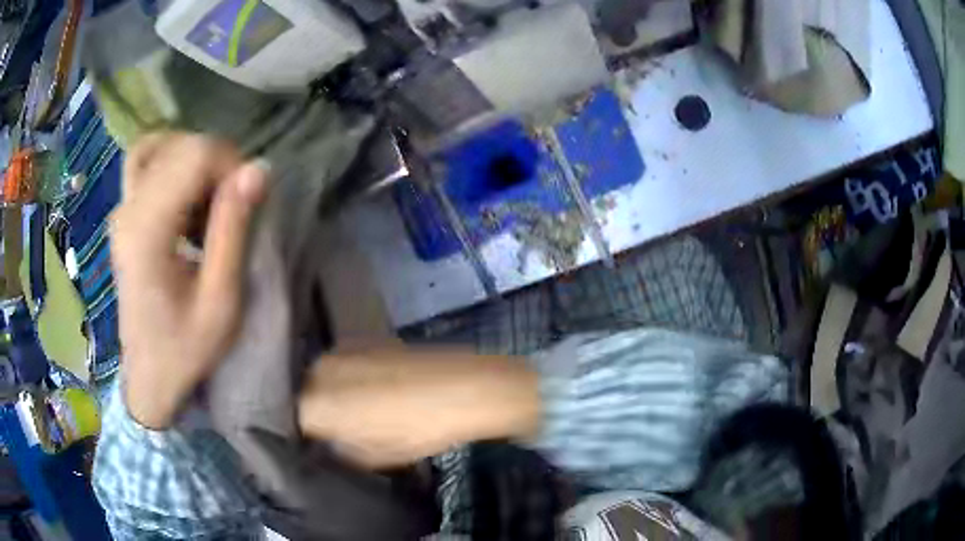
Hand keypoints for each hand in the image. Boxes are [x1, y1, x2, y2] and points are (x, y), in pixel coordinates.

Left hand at [110, 132, 267, 428]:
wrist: (149, 377)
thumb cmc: (185, 349)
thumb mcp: (221, 302)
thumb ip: (233, 231)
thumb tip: (257, 169)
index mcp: (147, 231)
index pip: (194, 154)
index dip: (230, 164)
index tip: (248, 203)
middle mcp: (128, 208)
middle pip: (180, 145)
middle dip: (217, 164)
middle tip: (233, 209)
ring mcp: (122, 208)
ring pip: (161, 145)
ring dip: (195, 161)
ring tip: (209, 201)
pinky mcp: (124, 212)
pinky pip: (147, 161)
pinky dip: (174, 164)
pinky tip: (188, 197)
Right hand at [297, 348, 540, 468]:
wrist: (463, 387)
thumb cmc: (417, 429)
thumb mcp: (373, 456)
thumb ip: (339, 452)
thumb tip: (327, 446)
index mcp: (315, 403)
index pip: (292, 421)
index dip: (304, 435)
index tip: (316, 444)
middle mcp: (318, 369)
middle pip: (304, 394)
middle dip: (314, 411)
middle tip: (335, 430)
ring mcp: (341, 349)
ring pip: (321, 376)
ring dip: (330, 392)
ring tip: (356, 410)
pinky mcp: (363, 339)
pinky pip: (342, 363)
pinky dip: (347, 377)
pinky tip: (372, 389)